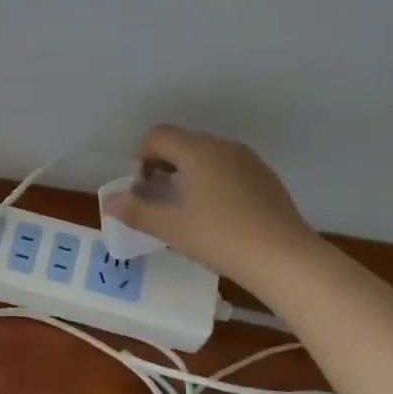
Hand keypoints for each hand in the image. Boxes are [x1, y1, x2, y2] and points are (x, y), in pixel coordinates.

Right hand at [102, 126, 316, 291]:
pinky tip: (218, 216)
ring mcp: (249, 161)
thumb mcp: (171, 228)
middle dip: (163, 166)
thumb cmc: (220, 238)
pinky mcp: (266, 178)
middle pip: (182, 143)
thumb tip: (108, 201)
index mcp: (197, 150)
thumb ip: (136, 211)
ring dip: (188, 174)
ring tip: (187, 210)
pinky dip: (213, 182)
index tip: (142, 189)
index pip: (157, 135)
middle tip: (159, 201)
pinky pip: (229, 169)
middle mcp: (223, 146)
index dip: (141, 157)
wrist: (284, 258)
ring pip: (207, 156)